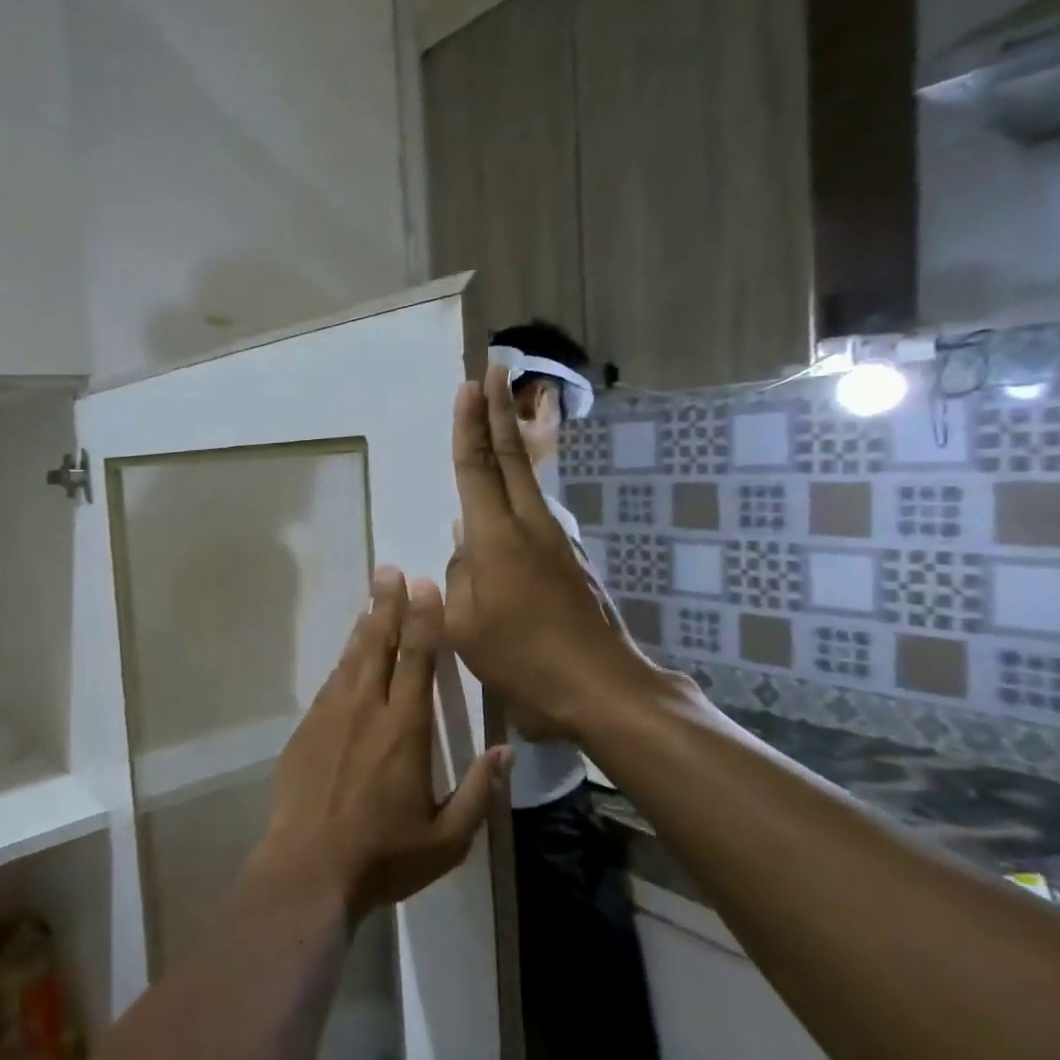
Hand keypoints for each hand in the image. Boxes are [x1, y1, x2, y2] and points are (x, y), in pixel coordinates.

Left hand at [247, 568, 510, 920]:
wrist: (307, 868)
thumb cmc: (383, 855)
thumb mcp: (446, 838)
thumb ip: (478, 792)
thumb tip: (505, 752)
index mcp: (403, 728)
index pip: (416, 659)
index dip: (422, 619)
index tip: (424, 587)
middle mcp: (365, 709)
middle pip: (378, 644)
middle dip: (387, 605)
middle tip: (389, 571)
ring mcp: (329, 716)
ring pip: (350, 659)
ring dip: (365, 626)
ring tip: (373, 598)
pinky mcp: (305, 730)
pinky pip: (329, 683)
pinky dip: (343, 661)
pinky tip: (348, 655)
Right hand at [445, 365, 674, 738]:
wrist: (601, 688)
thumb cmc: (523, 660)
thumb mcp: (465, 627)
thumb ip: (458, 581)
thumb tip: (466, 552)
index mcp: (496, 539)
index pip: (477, 468)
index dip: (469, 425)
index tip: (469, 386)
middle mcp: (529, 527)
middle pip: (511, 457)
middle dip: (498, 411)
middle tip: (494, 370)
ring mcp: (556, 542)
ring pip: (528, 482)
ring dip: (511, 445)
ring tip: (497, 422)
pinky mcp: (570, 561)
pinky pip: (534, 515)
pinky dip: (517, 492)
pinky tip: (503, 511)